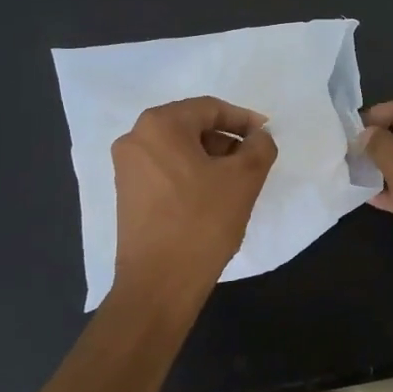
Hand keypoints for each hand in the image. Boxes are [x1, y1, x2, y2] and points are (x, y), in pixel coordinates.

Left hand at [111, 97, 277, 302]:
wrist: (159, 283)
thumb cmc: (202, 221)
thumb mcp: (244, 179)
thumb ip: (259, 147)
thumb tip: (259, 137)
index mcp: (160, 125)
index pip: (210, 108)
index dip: (243, 119)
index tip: (266, 135)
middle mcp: (135, 138)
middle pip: (191, 126)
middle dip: (226, 140)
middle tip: (252, 161)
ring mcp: (127, 168)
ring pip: (178, 150)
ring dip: (210, 159)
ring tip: (236, 183)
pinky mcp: (127, 194)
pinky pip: (166, 170)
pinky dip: (191, 175)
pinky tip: (212, 198)